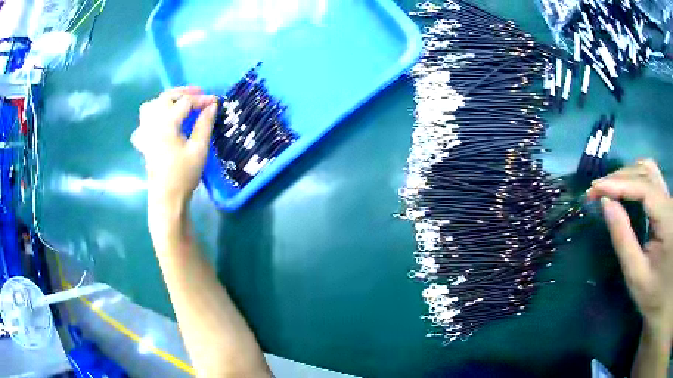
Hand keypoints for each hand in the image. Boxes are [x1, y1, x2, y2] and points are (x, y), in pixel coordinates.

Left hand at [132, 86, 217, 233]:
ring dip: (166, 100)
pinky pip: (144, 121)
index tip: (216, 101)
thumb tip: (212, 105)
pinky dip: (153, 115)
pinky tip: (161, 121)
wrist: (166, 198)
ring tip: (178, 103)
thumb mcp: (198, 149)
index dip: (202, 99)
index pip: (185, 102)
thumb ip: (204, 124)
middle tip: (199, 93)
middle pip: (166, 97)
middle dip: (184, 92)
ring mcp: (146, 132)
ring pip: (151, 105)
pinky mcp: (144, 141)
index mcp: (166, 124)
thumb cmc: (183, 175)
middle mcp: (153, 123)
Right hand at [587, 159, 672, 338]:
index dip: (618, 183)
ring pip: (649, 170)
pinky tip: (627, 188)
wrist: (664, 297)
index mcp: (667, 219)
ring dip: (628, 174)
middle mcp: (670, 201)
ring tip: (610, 189)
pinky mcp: (668, 203)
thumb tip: (606, 203)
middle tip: (596, 192)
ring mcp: (669, 200)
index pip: (643, 187)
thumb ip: (623, 240)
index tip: (594, 190)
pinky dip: (637, 178)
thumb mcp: (637, 276)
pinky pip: (653, 178)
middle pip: (645, 173)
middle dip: (619, 178)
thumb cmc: (653, 295)